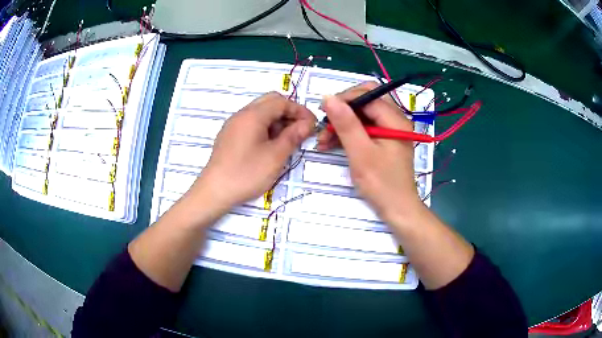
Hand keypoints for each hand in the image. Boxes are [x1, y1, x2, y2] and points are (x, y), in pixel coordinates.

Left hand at [195, 92, 316, 207]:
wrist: (215, 191)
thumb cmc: (246, 173)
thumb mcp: (275, 156)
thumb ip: (293, 136)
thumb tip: (307, 124)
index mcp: (253, 115)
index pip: (281, 101)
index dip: (300, 111)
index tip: (312, 125)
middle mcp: (241, 114)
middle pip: (270, 102)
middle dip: (288, 113)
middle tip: (300, 130)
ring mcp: (233, 125)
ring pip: (260, 112)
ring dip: (277, 120)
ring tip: (287, 140)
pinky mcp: (229, 136)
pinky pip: (251, 123)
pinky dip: (265, 128)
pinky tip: (270, 146)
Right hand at [317, 82, 423, 223]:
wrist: (398, 209)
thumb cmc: (381, 183)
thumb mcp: (360, 153)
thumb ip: (346, 124)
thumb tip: (328, 97)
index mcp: (395, 119)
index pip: (367, 94)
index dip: (344, 99)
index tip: (323, 111)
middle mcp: (395, 119)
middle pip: (366, 101)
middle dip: (343, 110)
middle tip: (325, 124)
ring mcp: (390, 130)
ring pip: (363, 114)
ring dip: (343, 123)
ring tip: (323, 140)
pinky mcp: (385, 140)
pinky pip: (365, 128)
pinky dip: (349, 133)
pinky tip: (332, 144)